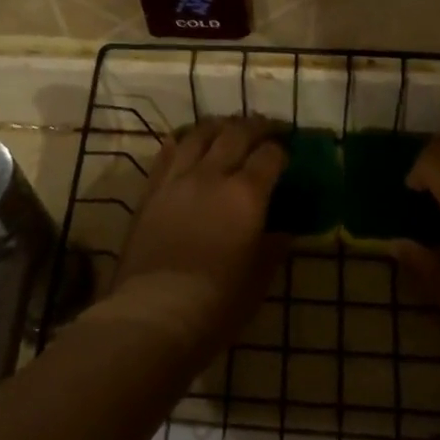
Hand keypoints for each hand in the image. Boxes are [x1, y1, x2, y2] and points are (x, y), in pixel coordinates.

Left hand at [100, 117, 287, 360]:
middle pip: (236, 133)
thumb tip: (282, 230)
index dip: (282, 150)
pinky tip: (188, 142)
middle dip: (256, 126)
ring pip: (200, 134)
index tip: (287, 153)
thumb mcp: (258, 278)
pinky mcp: (151, 190)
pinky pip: (167, 152)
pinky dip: (182, 140)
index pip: (270, 155)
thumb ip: (273, 247)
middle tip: (267, 128)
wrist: (154, 314)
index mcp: (246, 195)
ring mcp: (178, 179)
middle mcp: (213, 175)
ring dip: (219, 125)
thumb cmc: (216, 304)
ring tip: (228, 127)